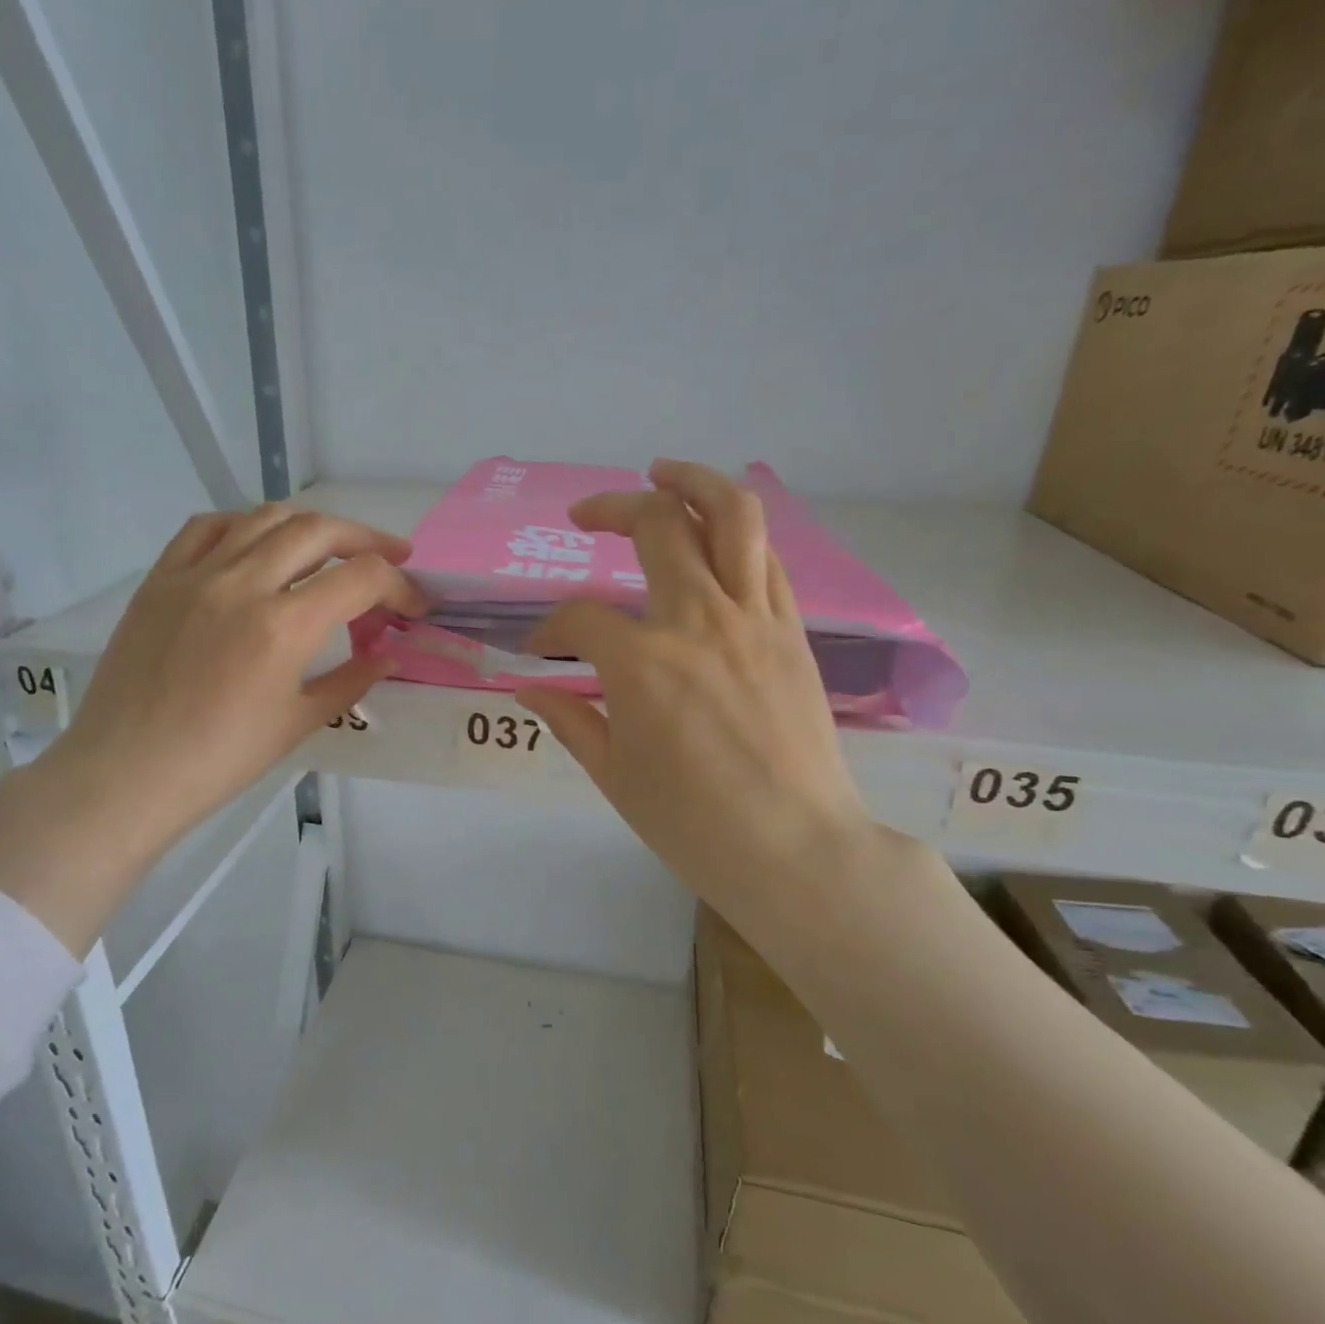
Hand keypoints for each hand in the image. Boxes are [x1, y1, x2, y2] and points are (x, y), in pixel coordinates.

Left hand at [0, 503, 423, 953]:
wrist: (128, 771)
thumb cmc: (220, 760)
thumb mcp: (298, 723)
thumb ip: (351, 681)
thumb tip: (388, 656)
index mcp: (284, 626)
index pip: (361, 578)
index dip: (399, 586)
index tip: (414, 604)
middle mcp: (243, 583)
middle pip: (318, 531)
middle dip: (366, 539)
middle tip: (390, 556)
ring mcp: (196, 574)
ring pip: (265, 517)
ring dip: (311, 525)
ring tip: (331, 545)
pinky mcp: (161, 577)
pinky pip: (208, 526)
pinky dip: (246, 524)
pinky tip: (259, 543)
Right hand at [516, 460, 877, 922]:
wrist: (796, 850)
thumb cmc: (693, 824)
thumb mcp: (614, 775)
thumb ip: (570, 719)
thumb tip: (528, 688)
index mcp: (642, 663)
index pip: (579, 617)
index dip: (550, 629)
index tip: (542, 652)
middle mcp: (698, 621)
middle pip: (657, 526)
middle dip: (611, 510)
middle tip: (585, 517)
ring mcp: (753, 619)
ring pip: (731, 516)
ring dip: (692, 482)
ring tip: (663, 473)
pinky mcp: (792, 631)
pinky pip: (766, 558)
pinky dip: (736, 534)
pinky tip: (715, 538)